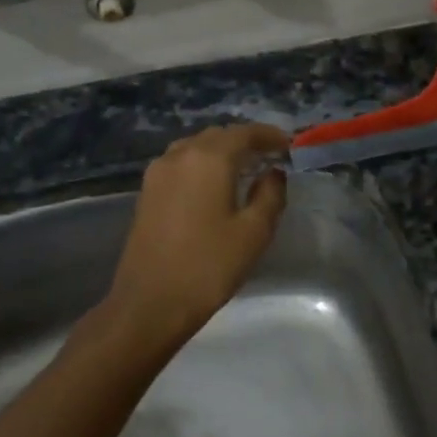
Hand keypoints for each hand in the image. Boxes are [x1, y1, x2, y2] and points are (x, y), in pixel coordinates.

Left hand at [106, 122, 289, 338]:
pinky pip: (181, 164)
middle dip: (245, 141)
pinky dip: (202, 165)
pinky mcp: (147, 192)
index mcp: (209, 159)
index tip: (289, 145)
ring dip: (222, 151)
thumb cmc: (208, 266)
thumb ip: (270, 194)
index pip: (244, 133)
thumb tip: (273, 173)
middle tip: (270, 157)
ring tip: (244, 169)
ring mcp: (158, 173)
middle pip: (218, 136)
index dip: (269, 135)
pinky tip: (215, 186)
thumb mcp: (254, 232)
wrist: (149, 303)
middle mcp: (180, 156)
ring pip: (196, 147)